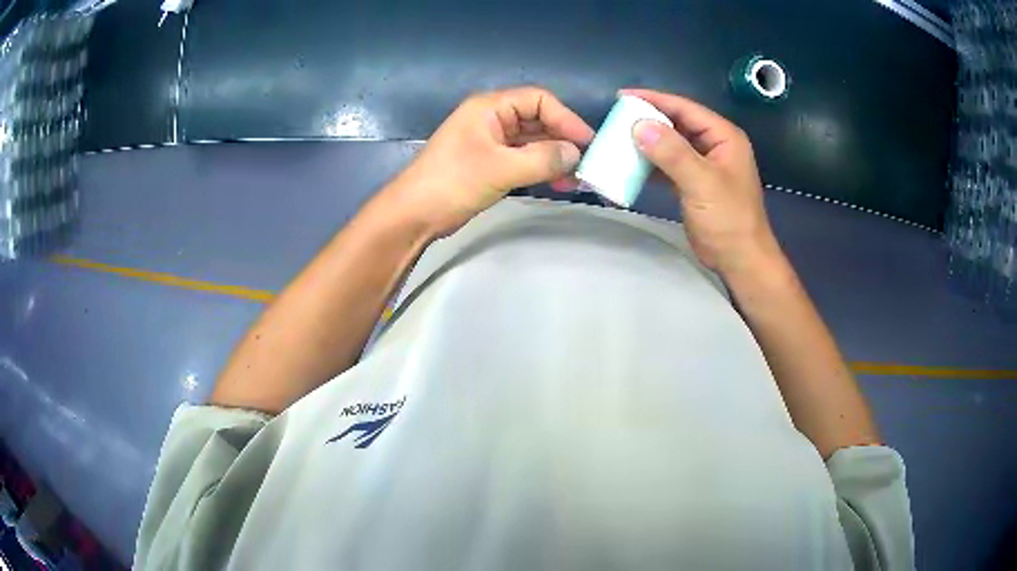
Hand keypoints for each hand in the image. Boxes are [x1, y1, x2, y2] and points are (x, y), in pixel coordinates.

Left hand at [384, 87, 594, 237]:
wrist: (414, 214)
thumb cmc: (452, 182)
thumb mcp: (500, 168)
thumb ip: (541, 159)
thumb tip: (576, 154)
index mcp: (490, 107)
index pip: (539, 100)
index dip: (566, 119)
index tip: (588, 143)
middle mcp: (492, 118)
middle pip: (538, 120)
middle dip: (563, 140)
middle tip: (587, 164)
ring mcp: (491, 141)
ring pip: (533, 142)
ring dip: (555, 157)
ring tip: (576, 179)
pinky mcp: (491, 163)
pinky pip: (524, 159)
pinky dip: (542, 168)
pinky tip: (558, 183)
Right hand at [623, 89, 779, 276]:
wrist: (740, 261)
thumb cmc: (728, 220)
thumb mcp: (701, 182)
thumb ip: (672, 153)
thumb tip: (638, 125)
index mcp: (723, 136)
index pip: (685, 108)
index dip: (654, 100)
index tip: (622, 97)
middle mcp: (714, 145)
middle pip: (677, 123)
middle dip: (648, 120)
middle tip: (616, 118)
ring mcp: (705, 165)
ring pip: (672, 144)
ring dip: (647, 142)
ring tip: (618, 139)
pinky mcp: (694, 184)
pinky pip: (670, 165)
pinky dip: (651, 164)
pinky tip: (631, 165)